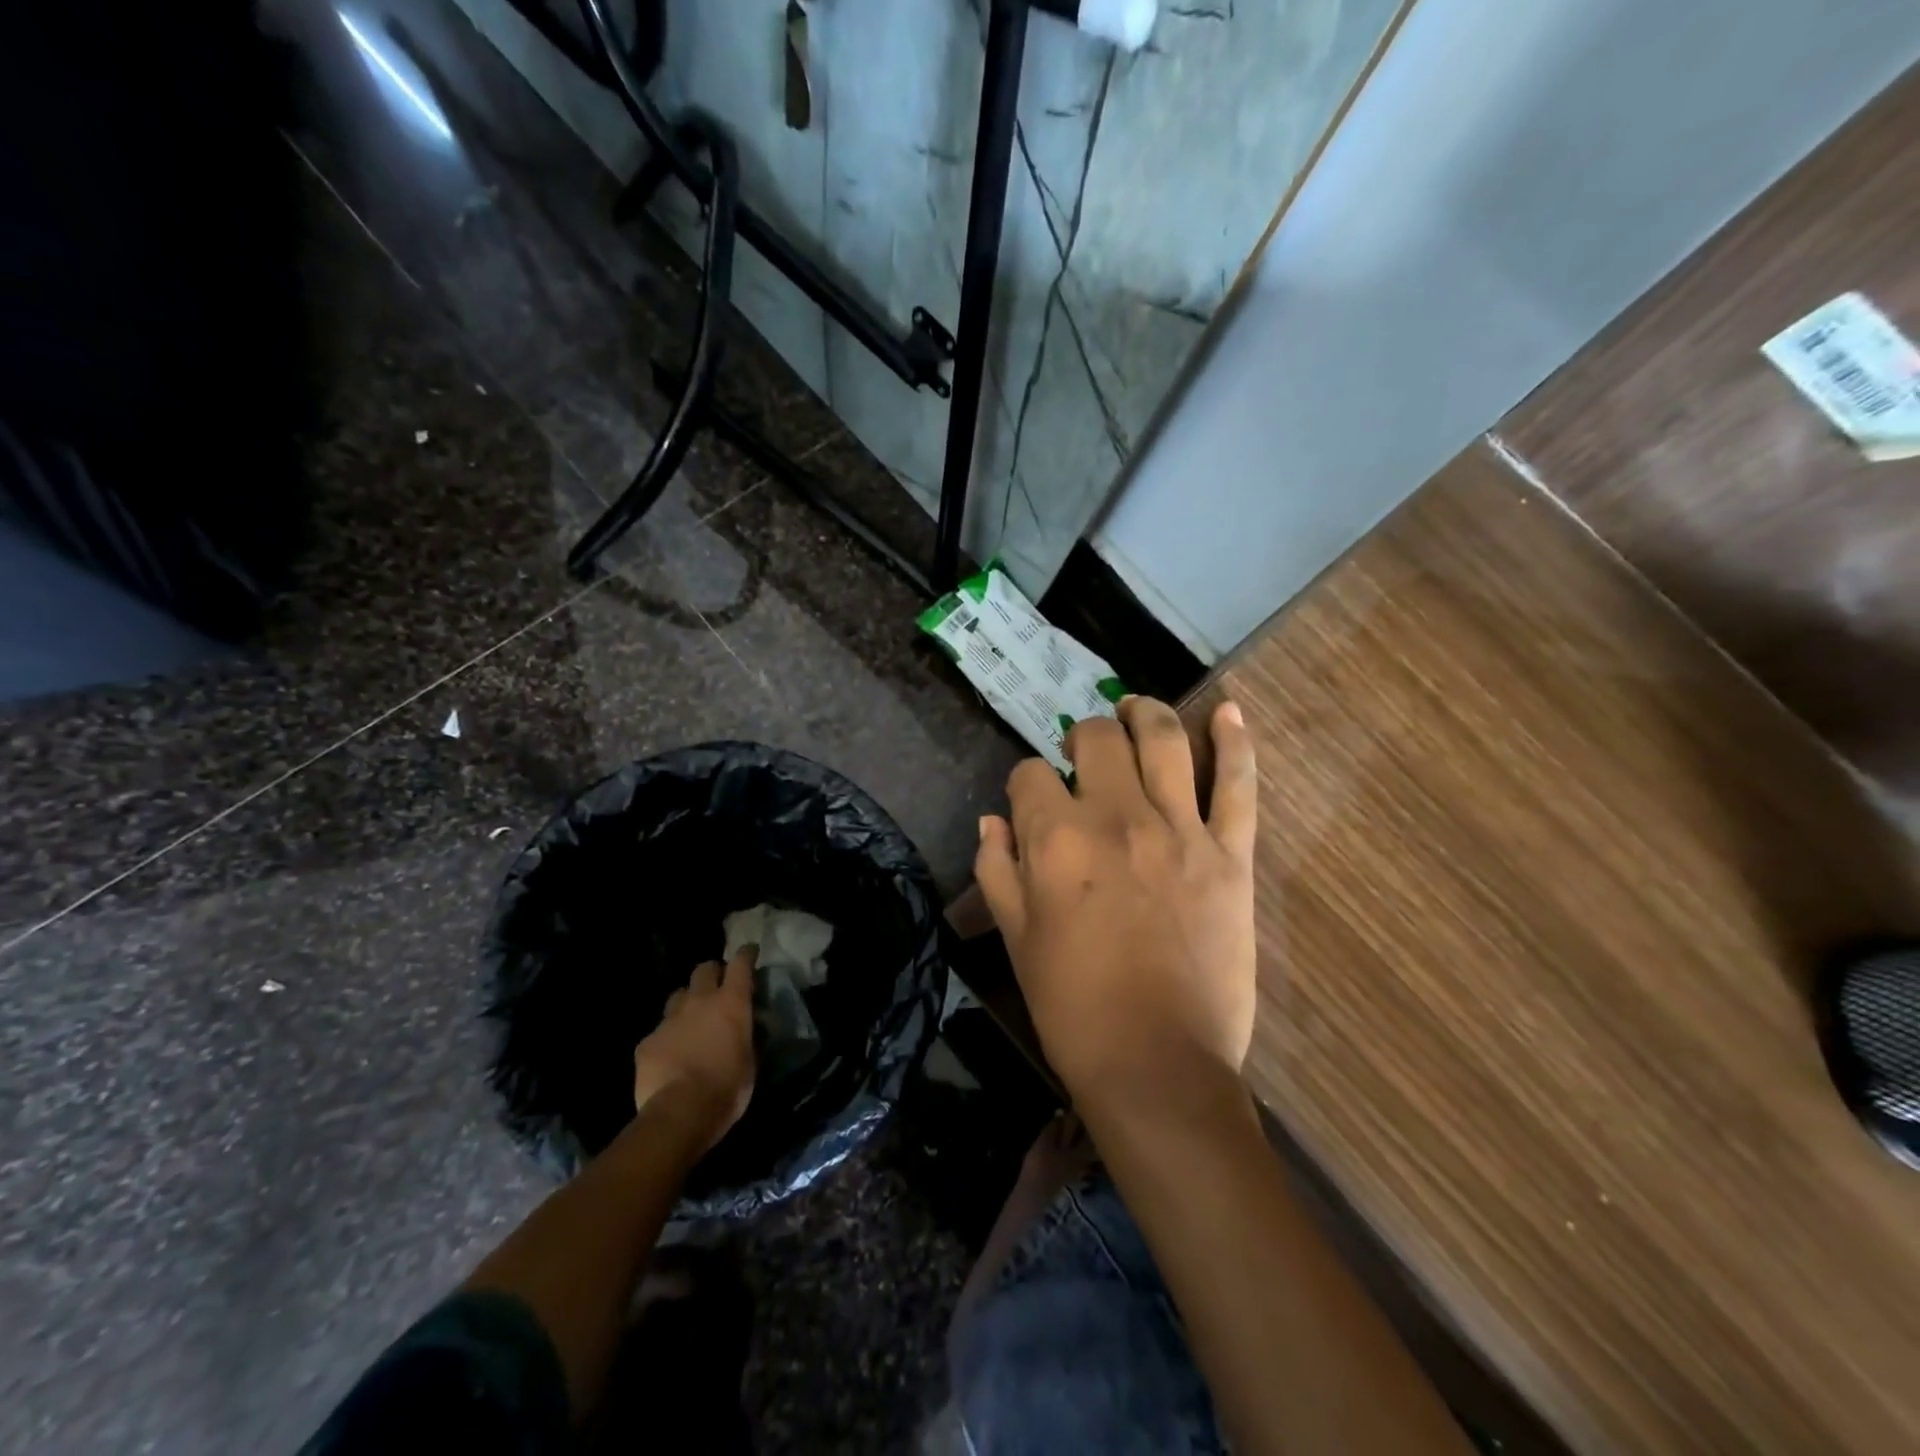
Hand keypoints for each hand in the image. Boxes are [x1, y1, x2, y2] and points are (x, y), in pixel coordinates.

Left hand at [633, 947, 757, 1152]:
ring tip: (691, 1021)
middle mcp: (700, 1001)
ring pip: (678, 996)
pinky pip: (659, 1031)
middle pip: (704, 970)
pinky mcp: (647, 1041)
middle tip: (717, 987)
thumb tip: (744, 1030)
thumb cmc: (726, 1088)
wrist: (678, 1113)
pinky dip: (667, 1038)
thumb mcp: (750, 1062)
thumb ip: (746, 1037)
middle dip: (712, 973)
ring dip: (687, 1002)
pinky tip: (670, 1056)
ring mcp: (669, 1019)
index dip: (745, 955)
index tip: (749, 951)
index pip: (740, 964)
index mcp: (731, 1003)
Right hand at [974, 697, 1257, 1105]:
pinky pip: (1238, 785)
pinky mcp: (1230, 854)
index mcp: (1056, 839)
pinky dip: (1235, 742)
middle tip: (1083, 755)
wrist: (1158, 1065)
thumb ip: (997, 870)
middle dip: (1081, 737)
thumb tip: (993, 821)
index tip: (1031, 802)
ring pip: (1164, 740)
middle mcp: (1116, 817)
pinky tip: (1228, 711)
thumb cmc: (1073, 1008)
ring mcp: (1181, 830)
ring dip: (1147, 714)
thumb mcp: (1016, 939)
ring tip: (1138, 708)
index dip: (1025, 783)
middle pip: (1097, 739)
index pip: (1029, 775)